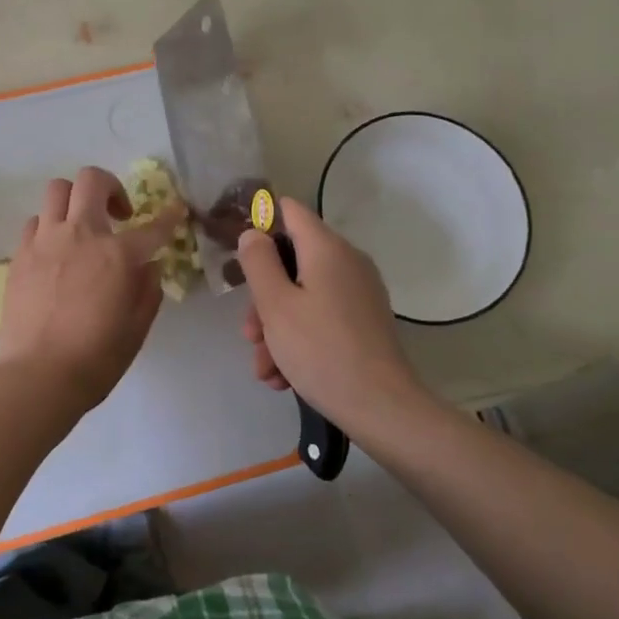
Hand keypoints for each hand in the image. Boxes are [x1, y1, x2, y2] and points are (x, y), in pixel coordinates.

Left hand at [0, 168, 184, 411]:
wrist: (37, 376)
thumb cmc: (95, 359)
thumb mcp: (136, 329)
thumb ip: (148, 290)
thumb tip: (150, 266)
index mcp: (117, 255)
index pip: (153, 226)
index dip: (169, 216)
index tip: (176, 210)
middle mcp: (80, 235)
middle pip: (91, 180)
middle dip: (111, 187)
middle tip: (119, 214)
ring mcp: (45, 241)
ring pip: (57, 190)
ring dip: (75, 200)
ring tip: (82, 227)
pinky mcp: (20, 254)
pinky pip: (35, 221)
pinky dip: (50, 226)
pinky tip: (55, 251)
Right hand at [236, 199, 421, 426]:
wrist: (380, 406)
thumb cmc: (320, 349)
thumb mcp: (275, 304)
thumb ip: (258, 262)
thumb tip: (254, 233)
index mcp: (327, 249)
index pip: (290, 211)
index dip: (261, 223)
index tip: (238, 254)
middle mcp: (347, 263)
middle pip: (292, 262)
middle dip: (264, 298)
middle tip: (249, 334)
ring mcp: (358, 294)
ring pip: (303, 296)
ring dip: (276, 329)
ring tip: (265, 370)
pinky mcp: (363, 322)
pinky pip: (321, 318)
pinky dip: (299, 340)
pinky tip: (284, 377)